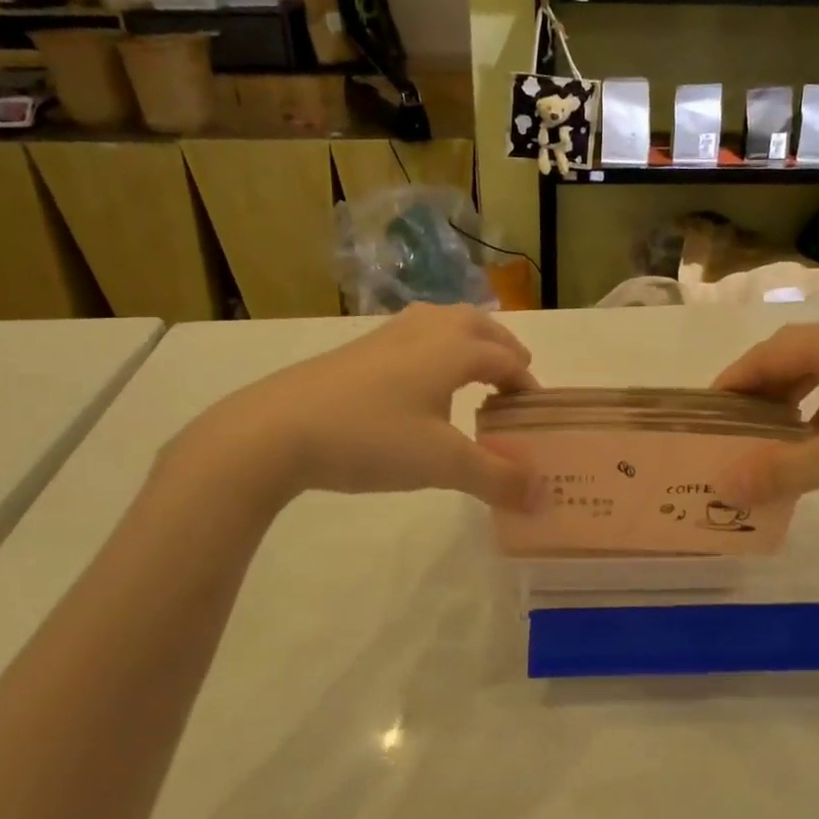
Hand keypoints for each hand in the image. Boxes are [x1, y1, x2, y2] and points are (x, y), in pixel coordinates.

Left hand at [170, 305, 537, 511]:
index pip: (505, 358)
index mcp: (453, 349)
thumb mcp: (442, 464)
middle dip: (501, 348)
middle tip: (512, 378)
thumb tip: (542, 496)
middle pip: (476, 325)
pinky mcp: (354, 351)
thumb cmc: (371, 439)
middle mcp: (424, 331)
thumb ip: (497, 478)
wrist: (275, 430)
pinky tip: (417, 383)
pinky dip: (433, 349)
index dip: (526, 383)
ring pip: (440, 323)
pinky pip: (411, 336)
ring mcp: (385, 337)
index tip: (534, 413)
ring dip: (466, 341)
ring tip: (469, 372)